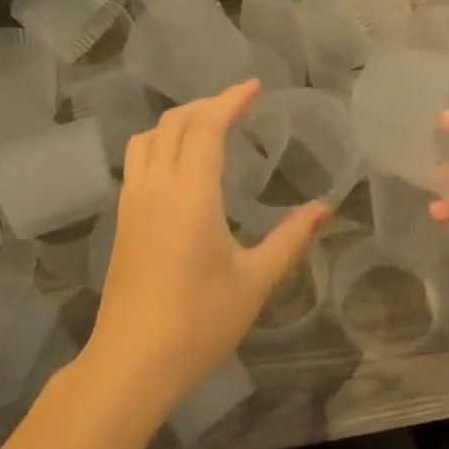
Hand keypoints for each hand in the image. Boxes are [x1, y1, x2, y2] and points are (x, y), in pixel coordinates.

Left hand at [84, 79, 328, 411]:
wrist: (132, 363)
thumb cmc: (199, 322)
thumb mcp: (256, 282)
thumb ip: (291, 240)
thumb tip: (324, 210)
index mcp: (190, 195)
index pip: (206, 127)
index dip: (230, 100)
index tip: (255, 86)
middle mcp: (156, 188)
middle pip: (173, 125)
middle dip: (206, 105)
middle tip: (239, 104)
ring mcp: (133, 205)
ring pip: (147, 140)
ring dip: (177, 122)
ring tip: (208, 126)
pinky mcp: (123, 223)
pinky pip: (138, 163)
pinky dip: (160, 145)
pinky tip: (179, 166)